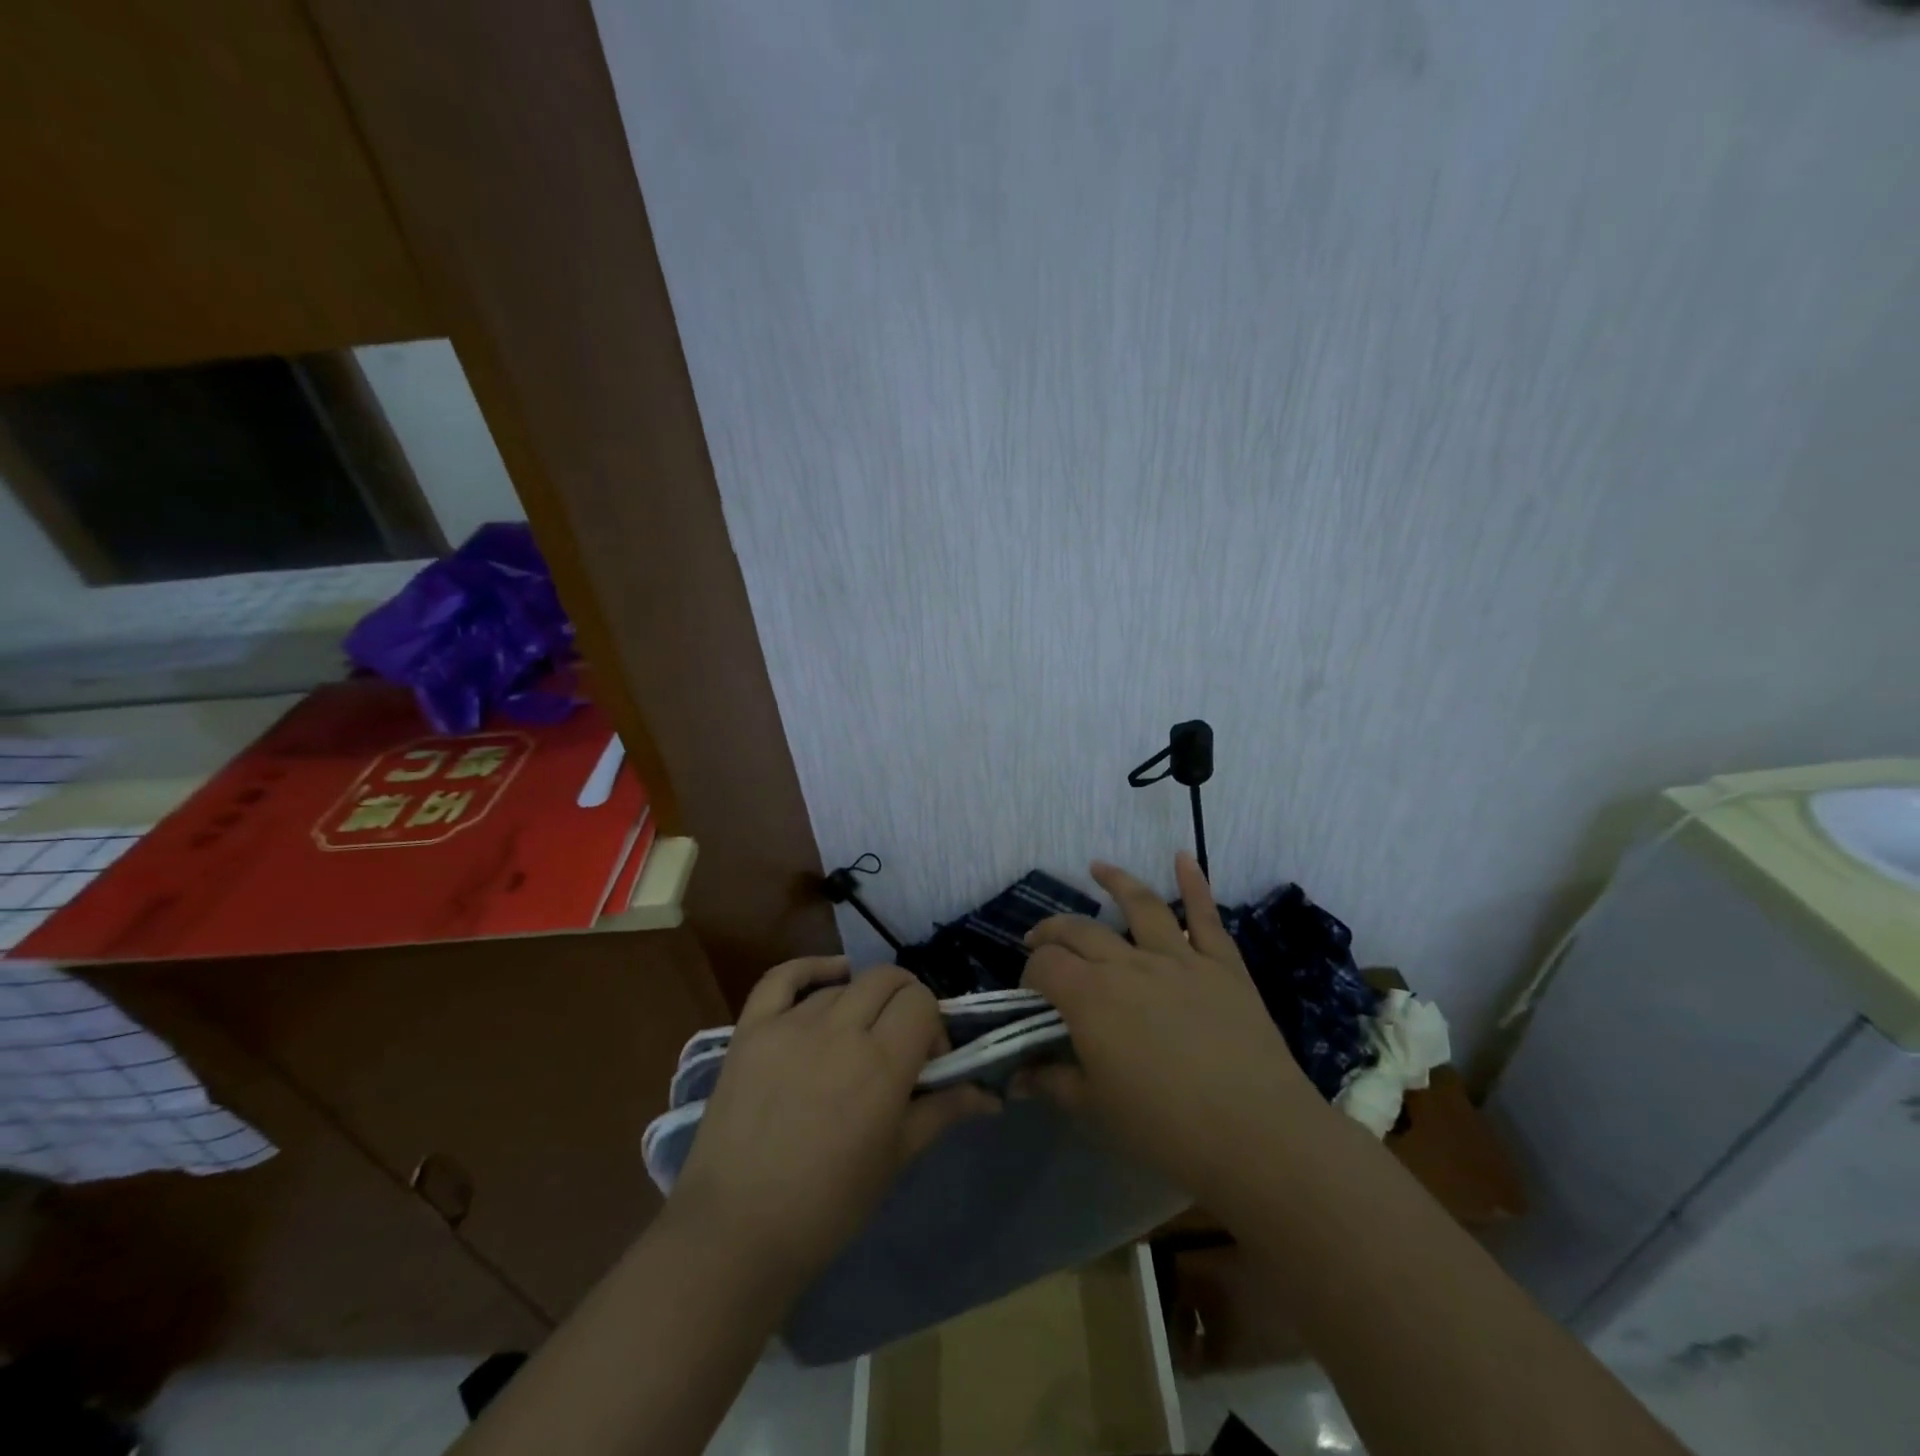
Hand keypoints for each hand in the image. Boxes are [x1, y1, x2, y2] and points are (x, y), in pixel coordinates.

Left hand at [668, 958, 995, 1292]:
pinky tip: (830, 977)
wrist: (736, 1233)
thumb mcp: (896, 1159)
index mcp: (881, 1063)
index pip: (922, 1003)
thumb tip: (991, 1097)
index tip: (928, 1061)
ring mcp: (790, 1025)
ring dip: (860, 1004)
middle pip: (887, 980)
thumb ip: (943, 1111)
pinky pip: (782, 977)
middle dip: (905, 1001)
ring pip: (842, 986)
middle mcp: (839, 1030)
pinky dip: (811, 969)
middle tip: (900, 1040)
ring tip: (855, 1040)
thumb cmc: (828, 1205)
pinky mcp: (750, 1029)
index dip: (933, 1025)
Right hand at [1021, 853, 1327, 1203]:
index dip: (1031, 973)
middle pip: (1080, 931)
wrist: (1256, 1134)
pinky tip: (1185, 856)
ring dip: (1115, 882)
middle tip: (1041, 938)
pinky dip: (1195, 883)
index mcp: (1090, 997)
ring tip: (1097, 868)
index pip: (1045, 965)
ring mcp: (1178, 958)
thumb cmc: (1166, 1127)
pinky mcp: (1221, 965)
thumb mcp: (1096, 1109)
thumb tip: (1019, 1076)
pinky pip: (1205, 916)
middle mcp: (1128, 964)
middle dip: (1053, 931)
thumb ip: (1054, 1082)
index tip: (1032, 995)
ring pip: (1139, 905)